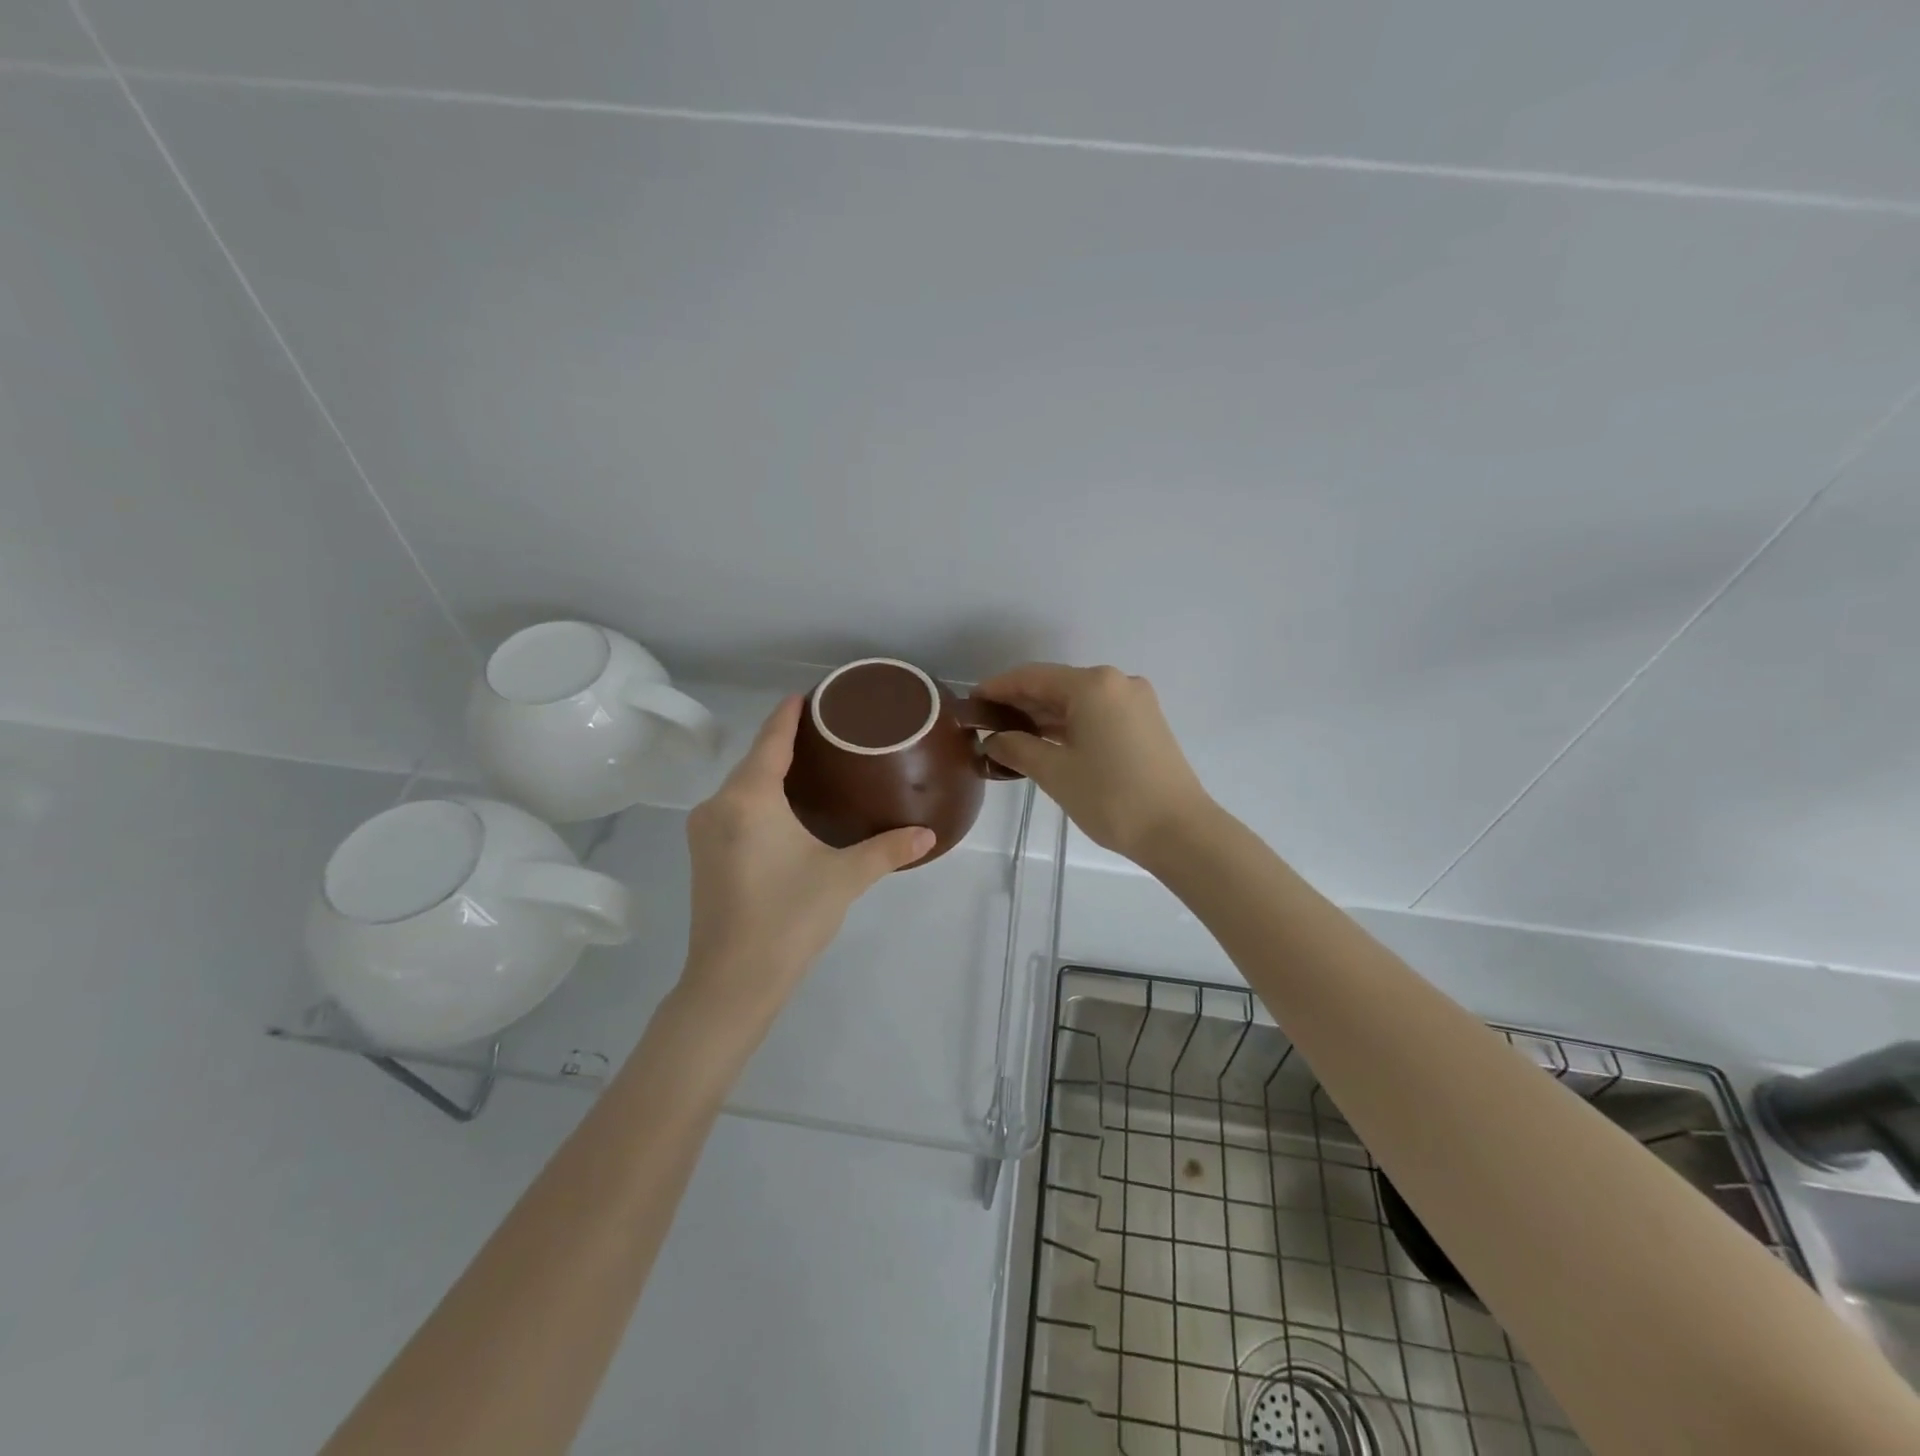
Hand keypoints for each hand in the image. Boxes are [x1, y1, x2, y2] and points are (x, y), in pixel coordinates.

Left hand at [680, 695, 933, 1025]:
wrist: (732, 981)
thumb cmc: (788, 918)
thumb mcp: (844, 877)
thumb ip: (887, 849)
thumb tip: (928, 835)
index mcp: (749, 798)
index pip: (770, 740)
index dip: (788, 714)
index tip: (808, 694)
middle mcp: (719, 805)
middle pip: (753, 761)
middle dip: (783, 742)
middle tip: (826, 733)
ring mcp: (705, 832)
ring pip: (741, 787)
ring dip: (769, 772)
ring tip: (810, 766)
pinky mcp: (703, 856)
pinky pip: (734, 809)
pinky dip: (758, 798)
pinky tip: (783, 808)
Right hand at [976, 663, 1213, 864]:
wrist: (1179, 831)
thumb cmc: (1111, 797)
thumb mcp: (1055, 772)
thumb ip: (1017, 748)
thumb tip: (993, 740)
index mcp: (1093, 685)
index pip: (1033, 677)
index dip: (998, 688)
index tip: (971, 702)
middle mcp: (1116, 682)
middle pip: (1057, 685)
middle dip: (1020, 703)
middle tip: (986, 724)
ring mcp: (1136, 702)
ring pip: (1078, 701)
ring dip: (1045, 716)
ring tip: (1010, 736)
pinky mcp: (1146, 723)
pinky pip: (1097, 714)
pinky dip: (1070, 725)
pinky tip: (1047, 742)